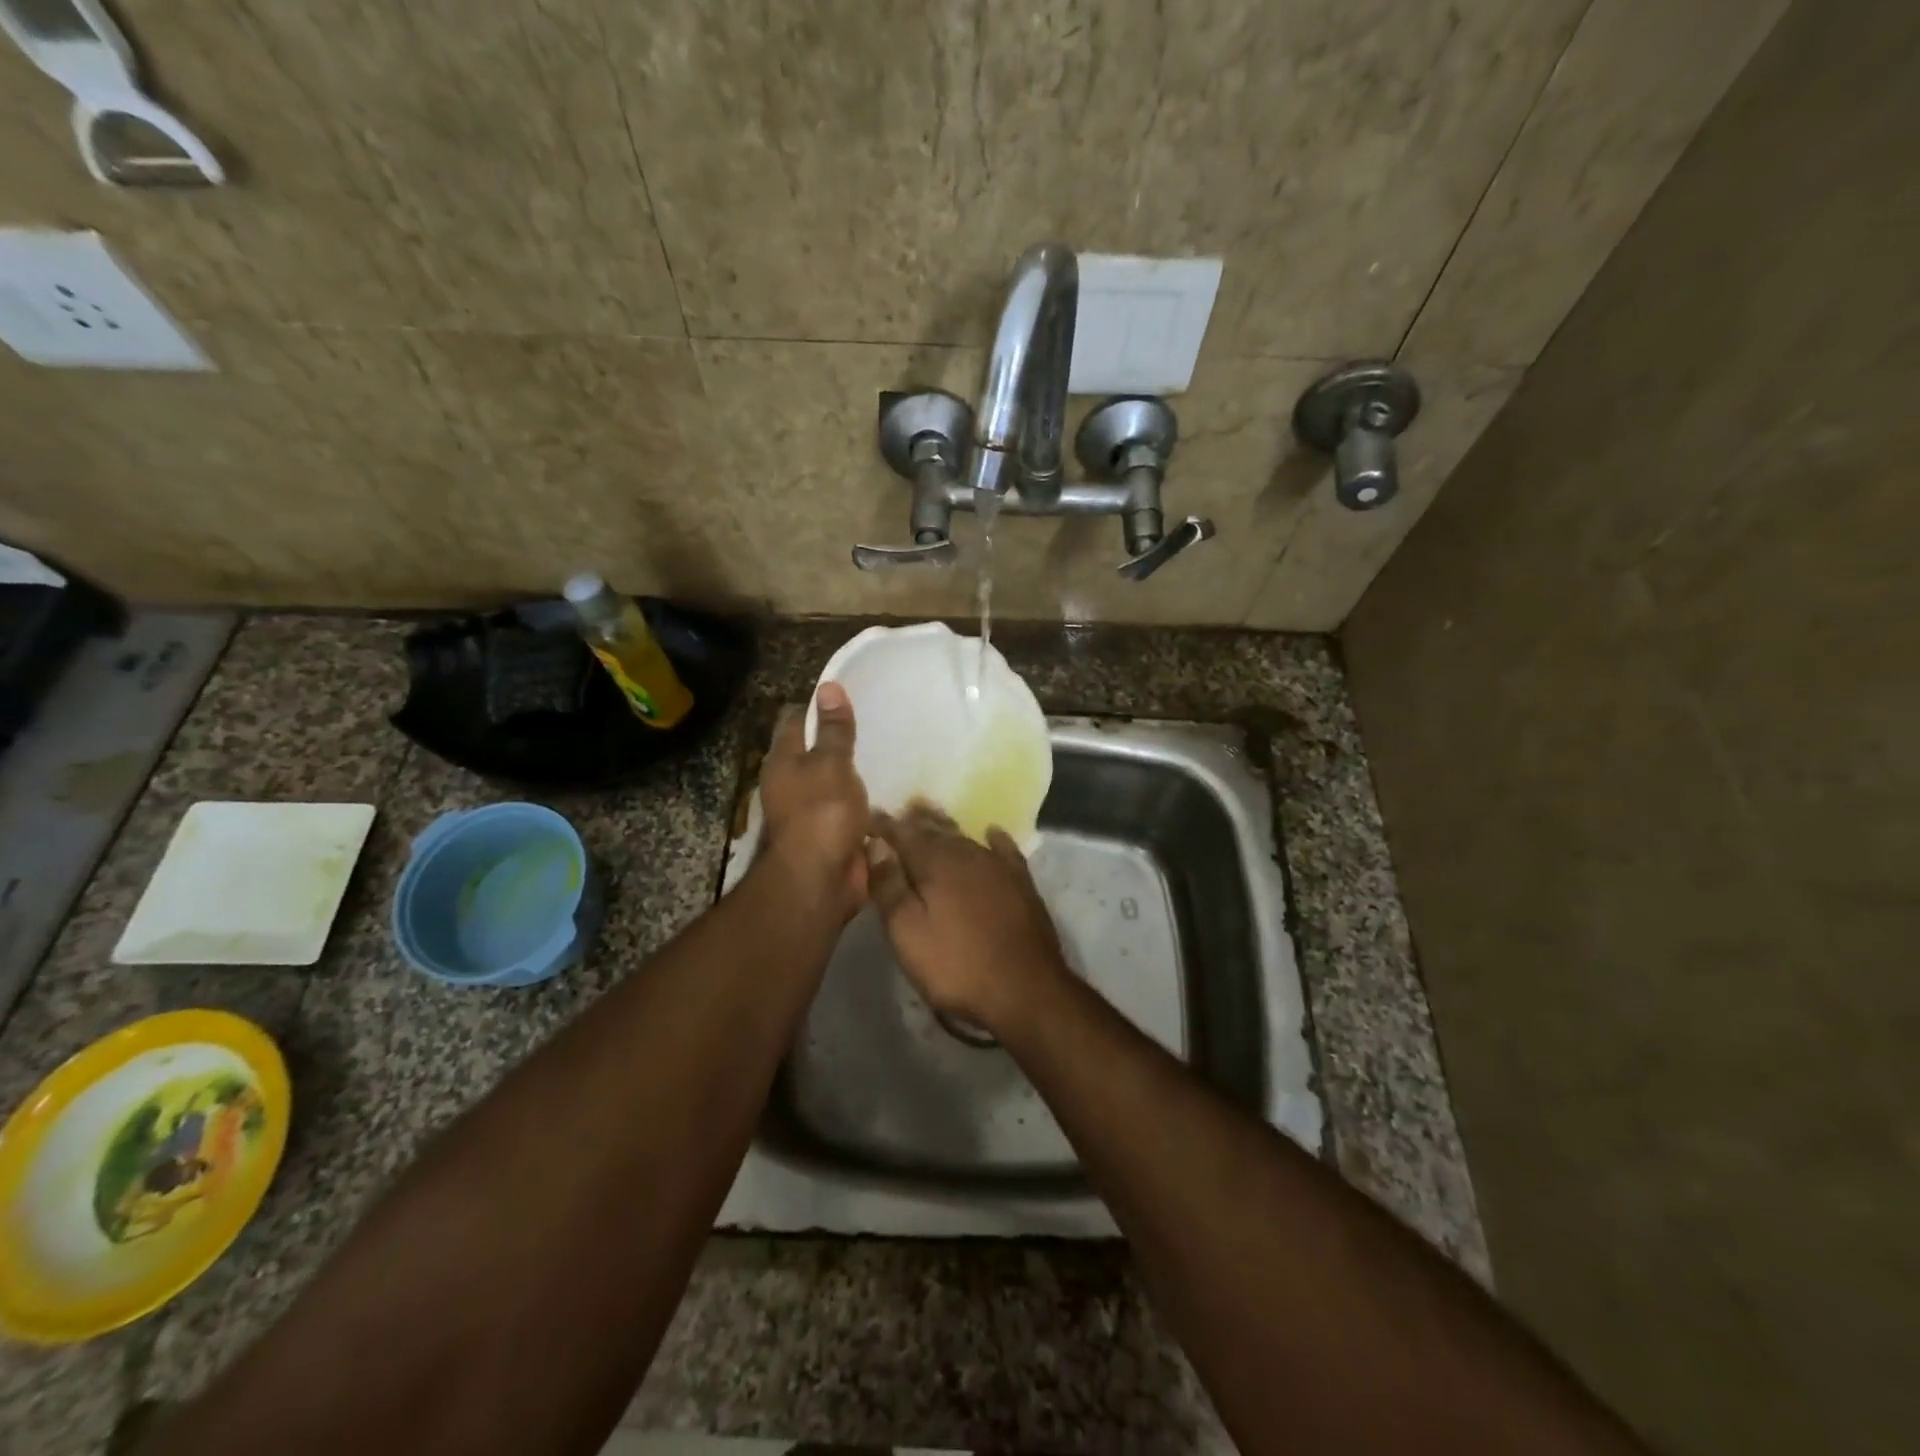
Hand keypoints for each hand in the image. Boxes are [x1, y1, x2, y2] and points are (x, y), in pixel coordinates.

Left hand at [758, 683, 868, 918]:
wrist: (820, 880)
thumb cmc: (822, 813)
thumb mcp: (832, 763)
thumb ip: (835, 729)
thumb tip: (828, 686)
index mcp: (783, 760)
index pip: (796, 720)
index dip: (818, 705)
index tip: (847, 695)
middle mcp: (790, 782)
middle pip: (813, 751)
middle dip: (837, 739)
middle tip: (874, 722)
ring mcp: (809, 810)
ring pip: (831, 780)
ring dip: (851, 772)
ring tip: (885, 752)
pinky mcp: (829, 833)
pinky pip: (846, 808)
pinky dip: (860, 800)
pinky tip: (884, 791)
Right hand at [866, 806, 1069, 1031]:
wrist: (1025, 988)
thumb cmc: (956, 965)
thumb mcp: (907, 932)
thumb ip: (888, 885)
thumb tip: (876, 845)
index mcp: (935, 862)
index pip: (902, 833)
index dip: (883, 825)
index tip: (868, 816)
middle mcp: (967, 853)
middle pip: (935, 830)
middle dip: (915, 820)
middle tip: (900, 809)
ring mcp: (997, 866)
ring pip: (965, 836)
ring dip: (945, 826)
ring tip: (931, 815)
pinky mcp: (1021, 883)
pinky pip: (1004, 850)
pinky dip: (994, 839)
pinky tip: (992, 832)